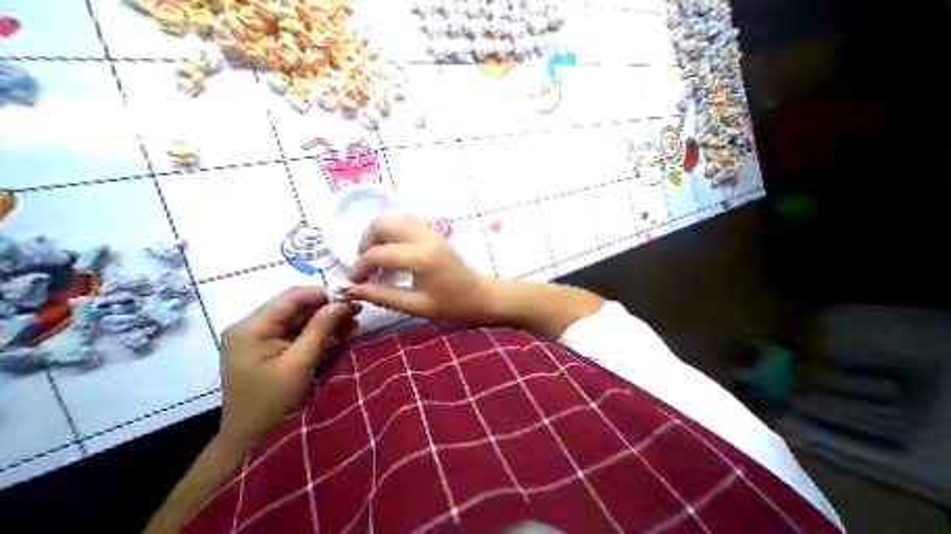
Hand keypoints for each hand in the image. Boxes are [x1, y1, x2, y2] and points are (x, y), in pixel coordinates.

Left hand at [217, 286, 358, 448]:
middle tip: (357, 310)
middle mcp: (256, 326)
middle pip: (299, 307)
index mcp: (252, 328)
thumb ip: (320, 328)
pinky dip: (323, 331)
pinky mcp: (274, 345)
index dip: (322, 293)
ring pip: (304, 318)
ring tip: (355, 322)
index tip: (349, 297)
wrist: (252, 438)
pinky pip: (302, 331)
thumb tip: (341, 302)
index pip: (291, 297)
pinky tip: (344, 332)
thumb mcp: (300, 362)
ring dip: (330, 319)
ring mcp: (265, 336)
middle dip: (329, 308)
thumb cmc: (272, 401)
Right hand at [346, 214, 493, 320]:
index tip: (353, 283)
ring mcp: (431, 232)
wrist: (480, 295)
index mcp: (420, 256)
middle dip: (365, 242)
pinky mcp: (435, 233)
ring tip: (377, 256)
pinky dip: (393, 231)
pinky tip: (394, 249)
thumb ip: (382, 296)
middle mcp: (424, 237)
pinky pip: (407, 221)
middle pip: (381, 224)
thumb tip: (354, 289)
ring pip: (394, 218)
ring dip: (379, 234)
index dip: (359, 268)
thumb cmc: (452, 304)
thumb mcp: (415, 305)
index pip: (377, 254)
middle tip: (365, 265)